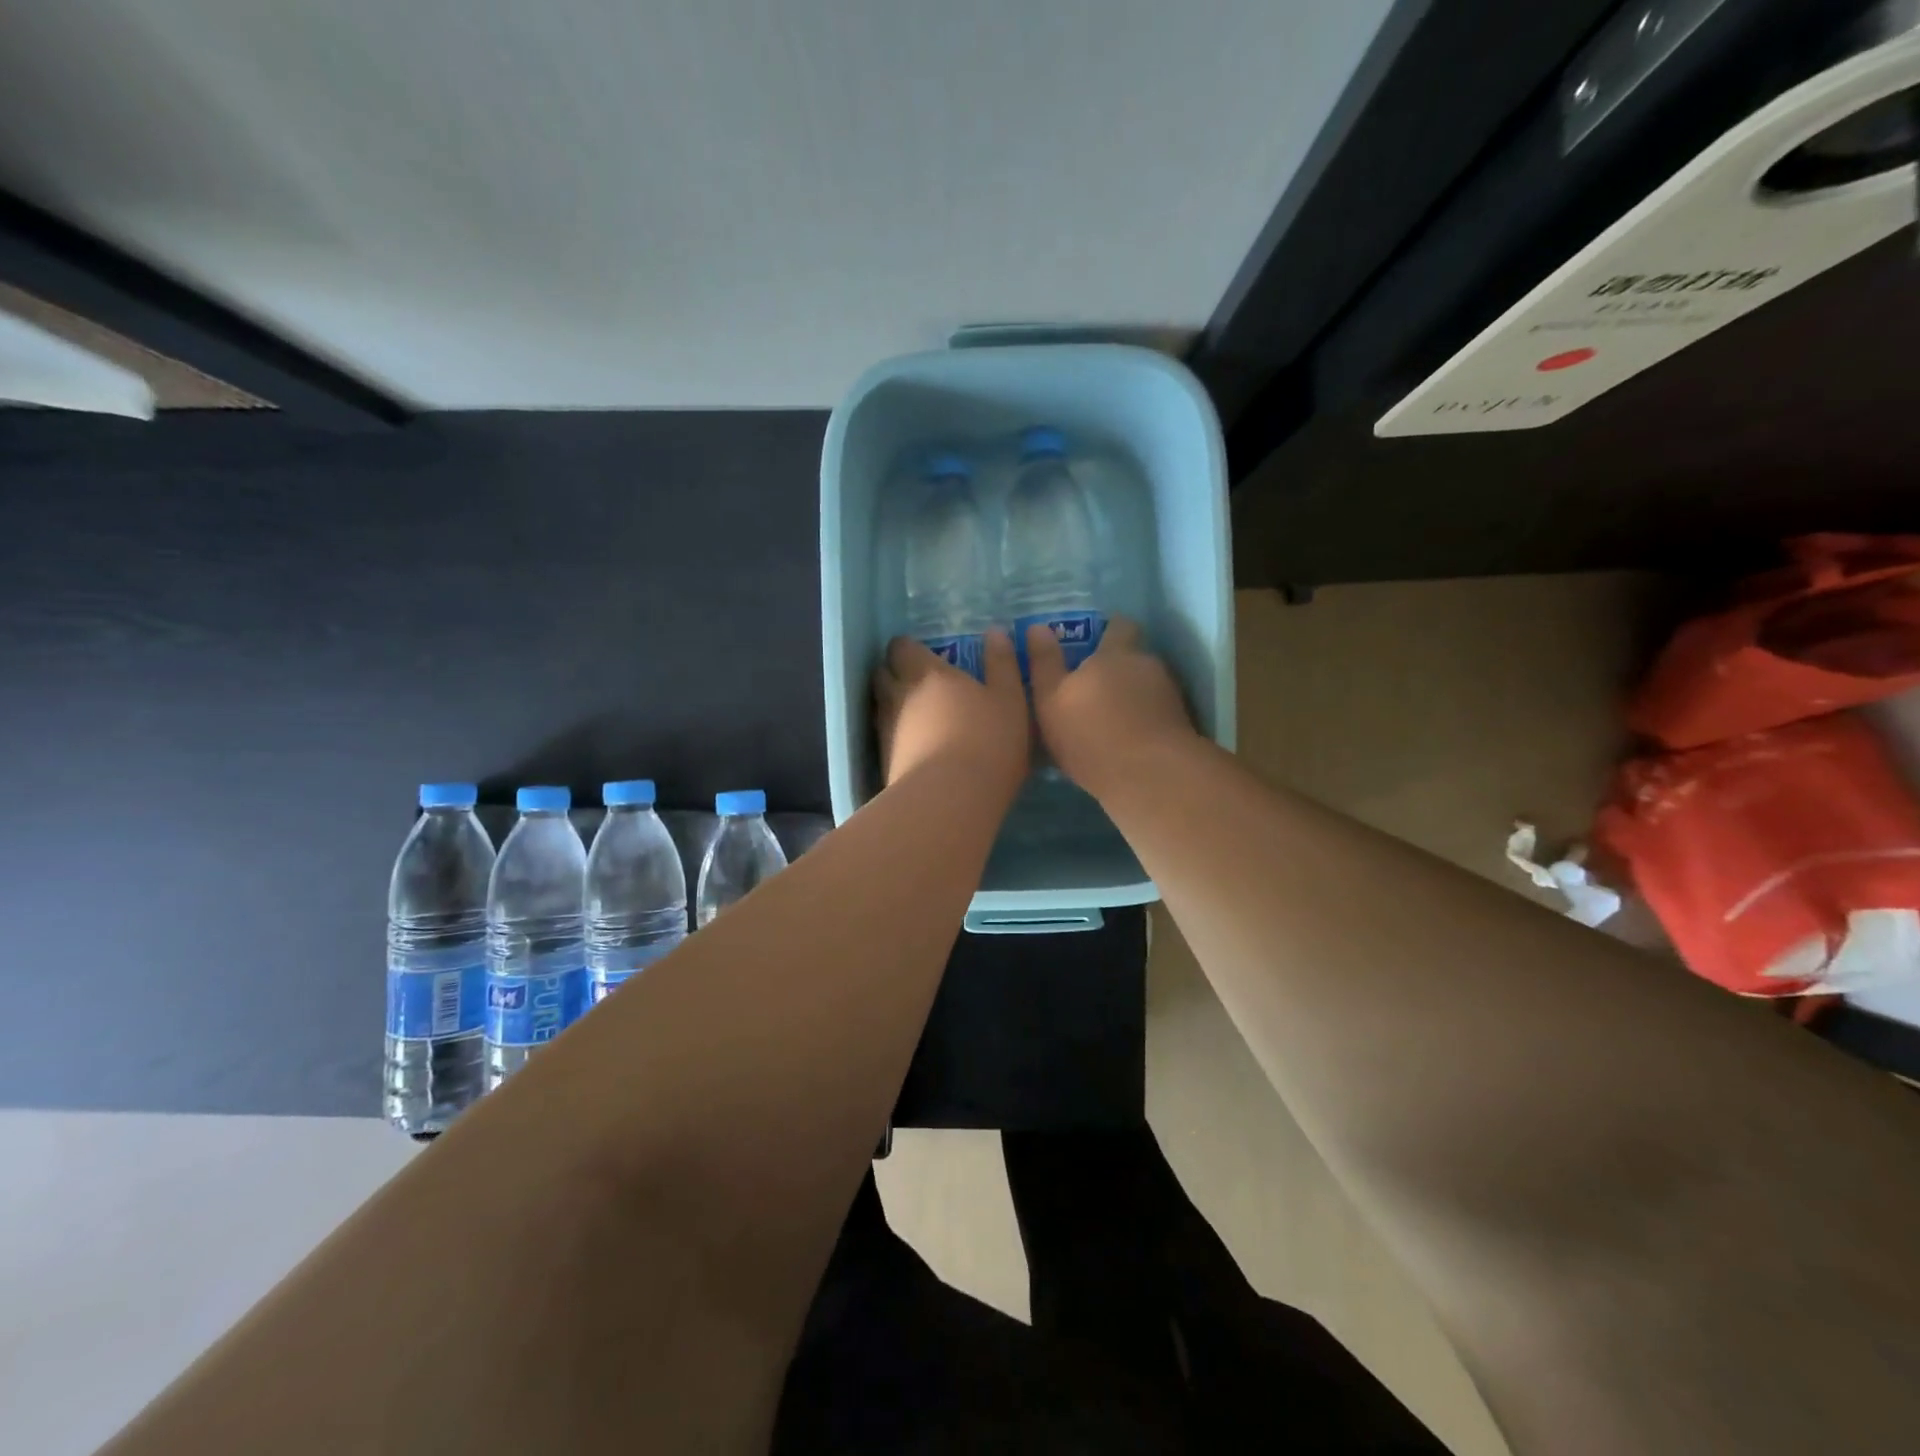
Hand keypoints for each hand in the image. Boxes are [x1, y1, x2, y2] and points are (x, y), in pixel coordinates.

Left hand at [873, 631, 1029, 789]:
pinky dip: (893, 734)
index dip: (908, 648)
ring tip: (912, 712)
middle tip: (914, 680)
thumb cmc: (989, 742)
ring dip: (891, 703)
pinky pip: (883, 736)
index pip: (902, 647)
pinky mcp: (884, 760)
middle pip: (882, 673)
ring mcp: (887, 729)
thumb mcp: (1010, 700)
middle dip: (893, 671)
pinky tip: (911, 744)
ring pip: (880, 705)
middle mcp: (899, 695)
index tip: (921, 654)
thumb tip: (995, 632)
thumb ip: (1003, 665)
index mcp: (929, 673)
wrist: (951, 798)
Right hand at [1026, 615, 1196, 795]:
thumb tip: (1037, 628)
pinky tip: (1129, 739)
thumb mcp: (1051, 701)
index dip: (1108, 631)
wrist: (1151, 776)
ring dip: (1131, 695)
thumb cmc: (1091, 734)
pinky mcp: (1180, 722)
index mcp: (1115, 653)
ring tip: (1112, 719)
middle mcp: (1146, 665)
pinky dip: (1144, 718)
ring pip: (1146, 684)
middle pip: (1133, 656)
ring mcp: (1168, 694)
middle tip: (1095, 686)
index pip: (1118, 625)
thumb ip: (1044, 663)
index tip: (1094, 643)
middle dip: (1118, 666)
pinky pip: (1156, 711)